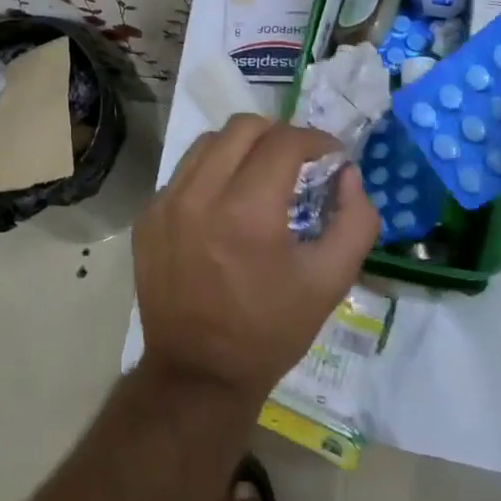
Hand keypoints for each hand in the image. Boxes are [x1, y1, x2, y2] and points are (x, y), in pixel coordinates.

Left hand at [133, 115, 378, 399]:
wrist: (198, 372)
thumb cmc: (269, 330)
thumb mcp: (330, 282)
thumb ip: (355, 221)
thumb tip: (348, 174)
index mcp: (247, 212)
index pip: (284, 142)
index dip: (316, 140)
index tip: (331, 157)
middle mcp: (199, 196)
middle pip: (242, 128)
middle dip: (279, 136)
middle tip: (298, 163)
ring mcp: (164, 204)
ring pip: (207, 143)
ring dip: (242, 149)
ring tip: (260, 177)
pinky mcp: (145, 217)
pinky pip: (183, 173)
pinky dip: (211, 174)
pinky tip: (225, 205)